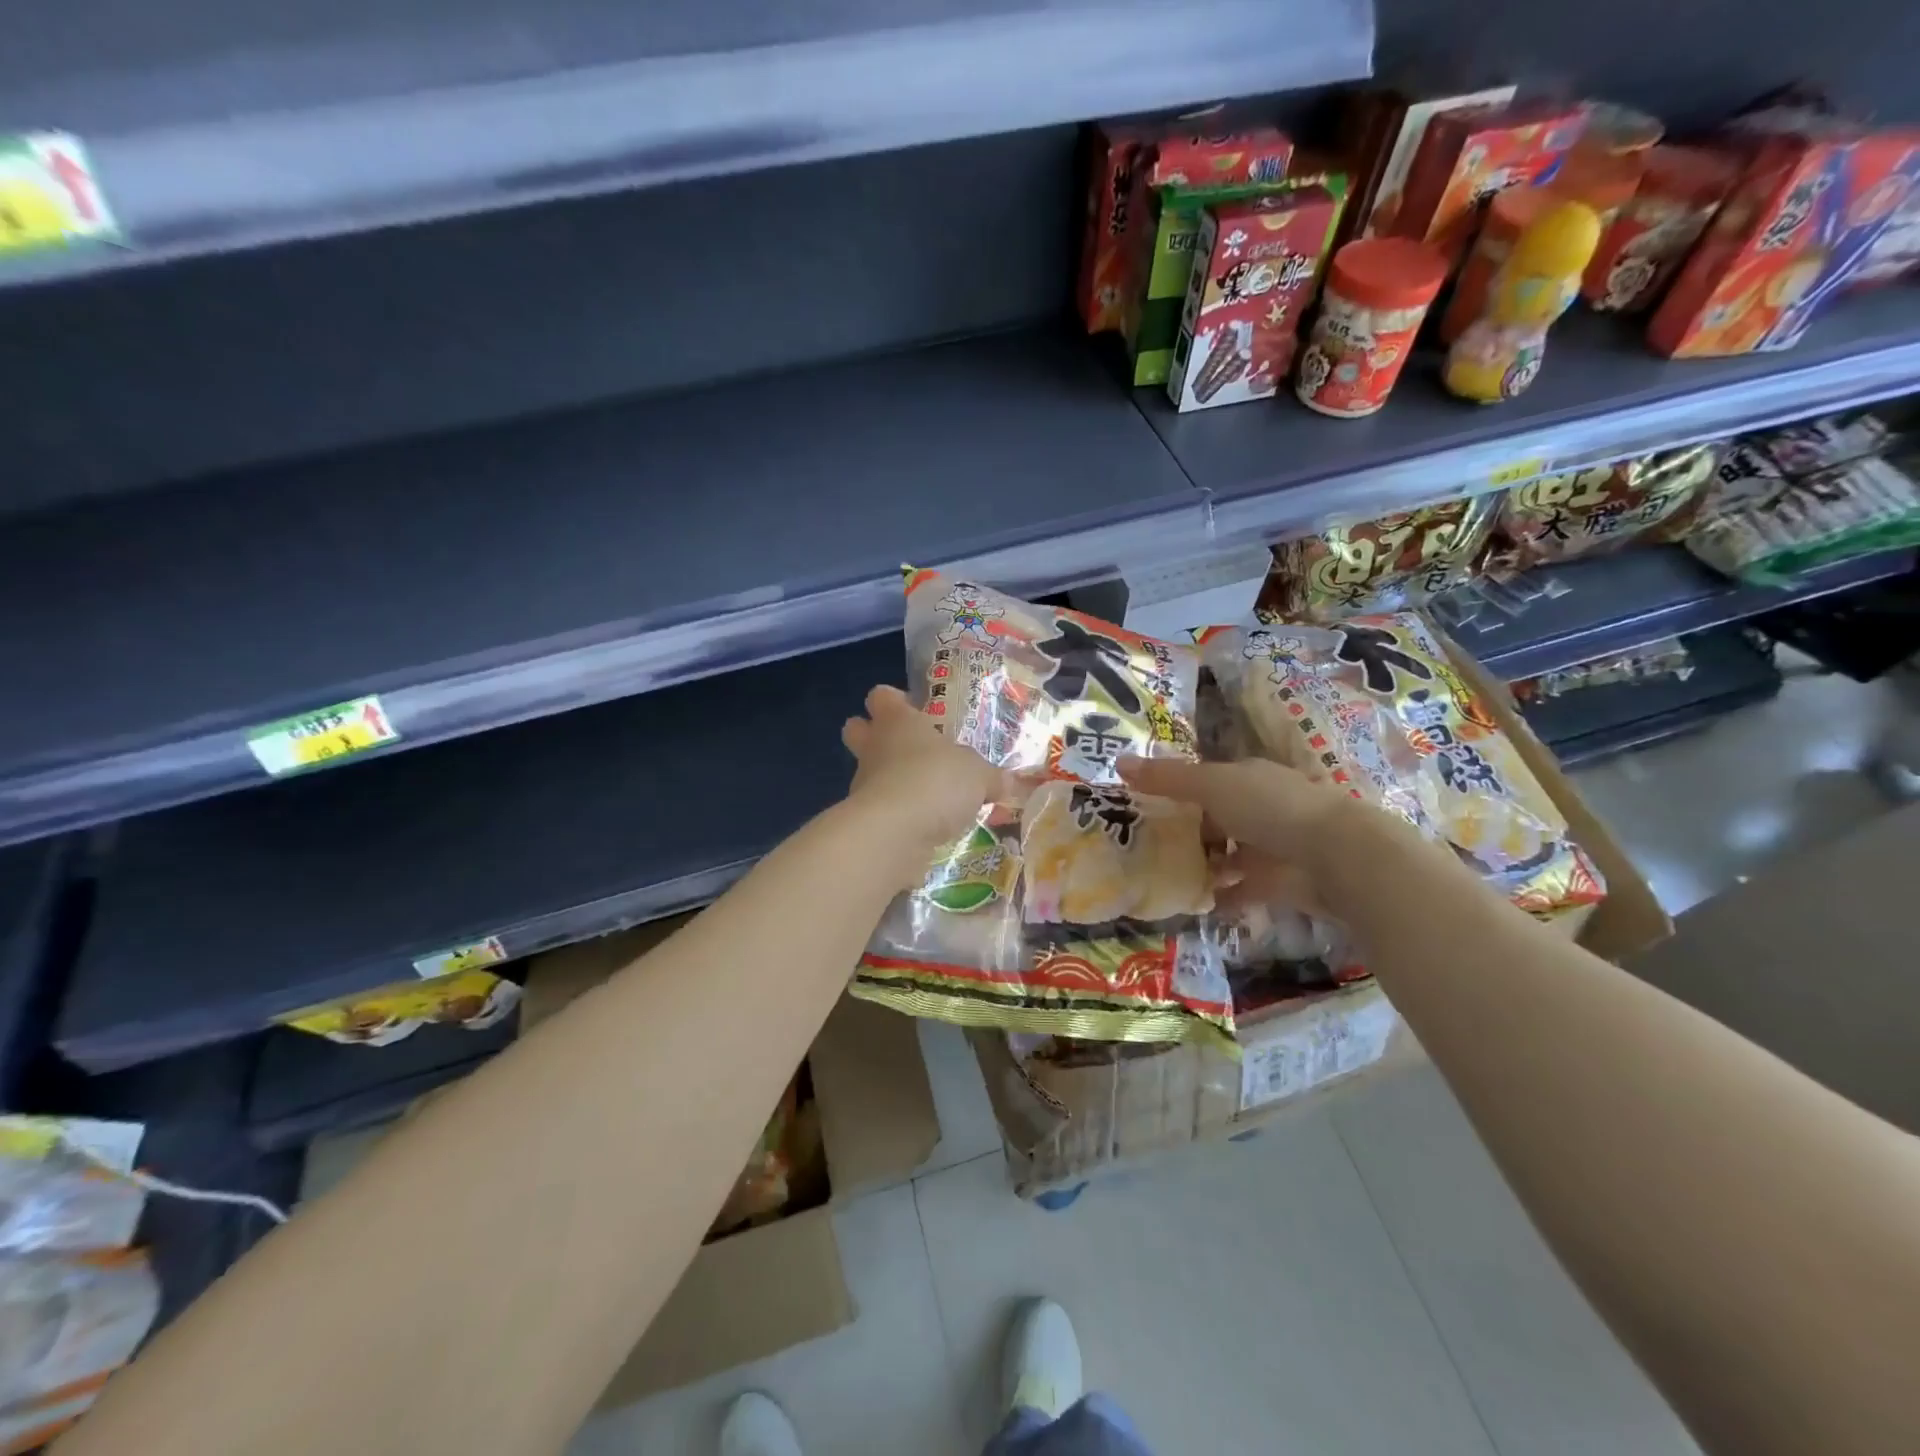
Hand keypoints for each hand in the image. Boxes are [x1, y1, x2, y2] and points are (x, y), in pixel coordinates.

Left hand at [842, 686, 1015, 853]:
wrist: (895, 832)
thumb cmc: (936, 781)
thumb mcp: (978, 776)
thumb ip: (991, 777)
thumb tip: (1007, 782)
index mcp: (898, 721)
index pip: (882, 697)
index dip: (894, 700)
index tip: (913, 710)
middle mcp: (875, 746)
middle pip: (857, 729)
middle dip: (873, 735)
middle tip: (908, 749)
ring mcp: (864, 784)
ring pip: (869, 772)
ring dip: (890, 780)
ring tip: (925, 796)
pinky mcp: (864, 819)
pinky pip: (880, 810)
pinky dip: (897, 815)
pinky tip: (923, 827)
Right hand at [1117, 755, 1380, 915]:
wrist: (1334, 856)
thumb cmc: (1269, 807)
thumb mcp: (1210, 784)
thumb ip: (1166, 778)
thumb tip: (1118, 761)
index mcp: (1247, 777)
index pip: (1206, 780)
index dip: (1176, 790)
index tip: (1142, 806)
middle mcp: (1260, 808)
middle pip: (1215, 818)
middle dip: (1185, 831)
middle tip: (1142, 846)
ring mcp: (1270, 848)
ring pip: (1226, 854)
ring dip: (1201, 864)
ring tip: (1160, 876)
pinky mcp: (1276, 884)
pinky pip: (1239, 890)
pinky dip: (1217, 897)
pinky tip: (1189, 904)